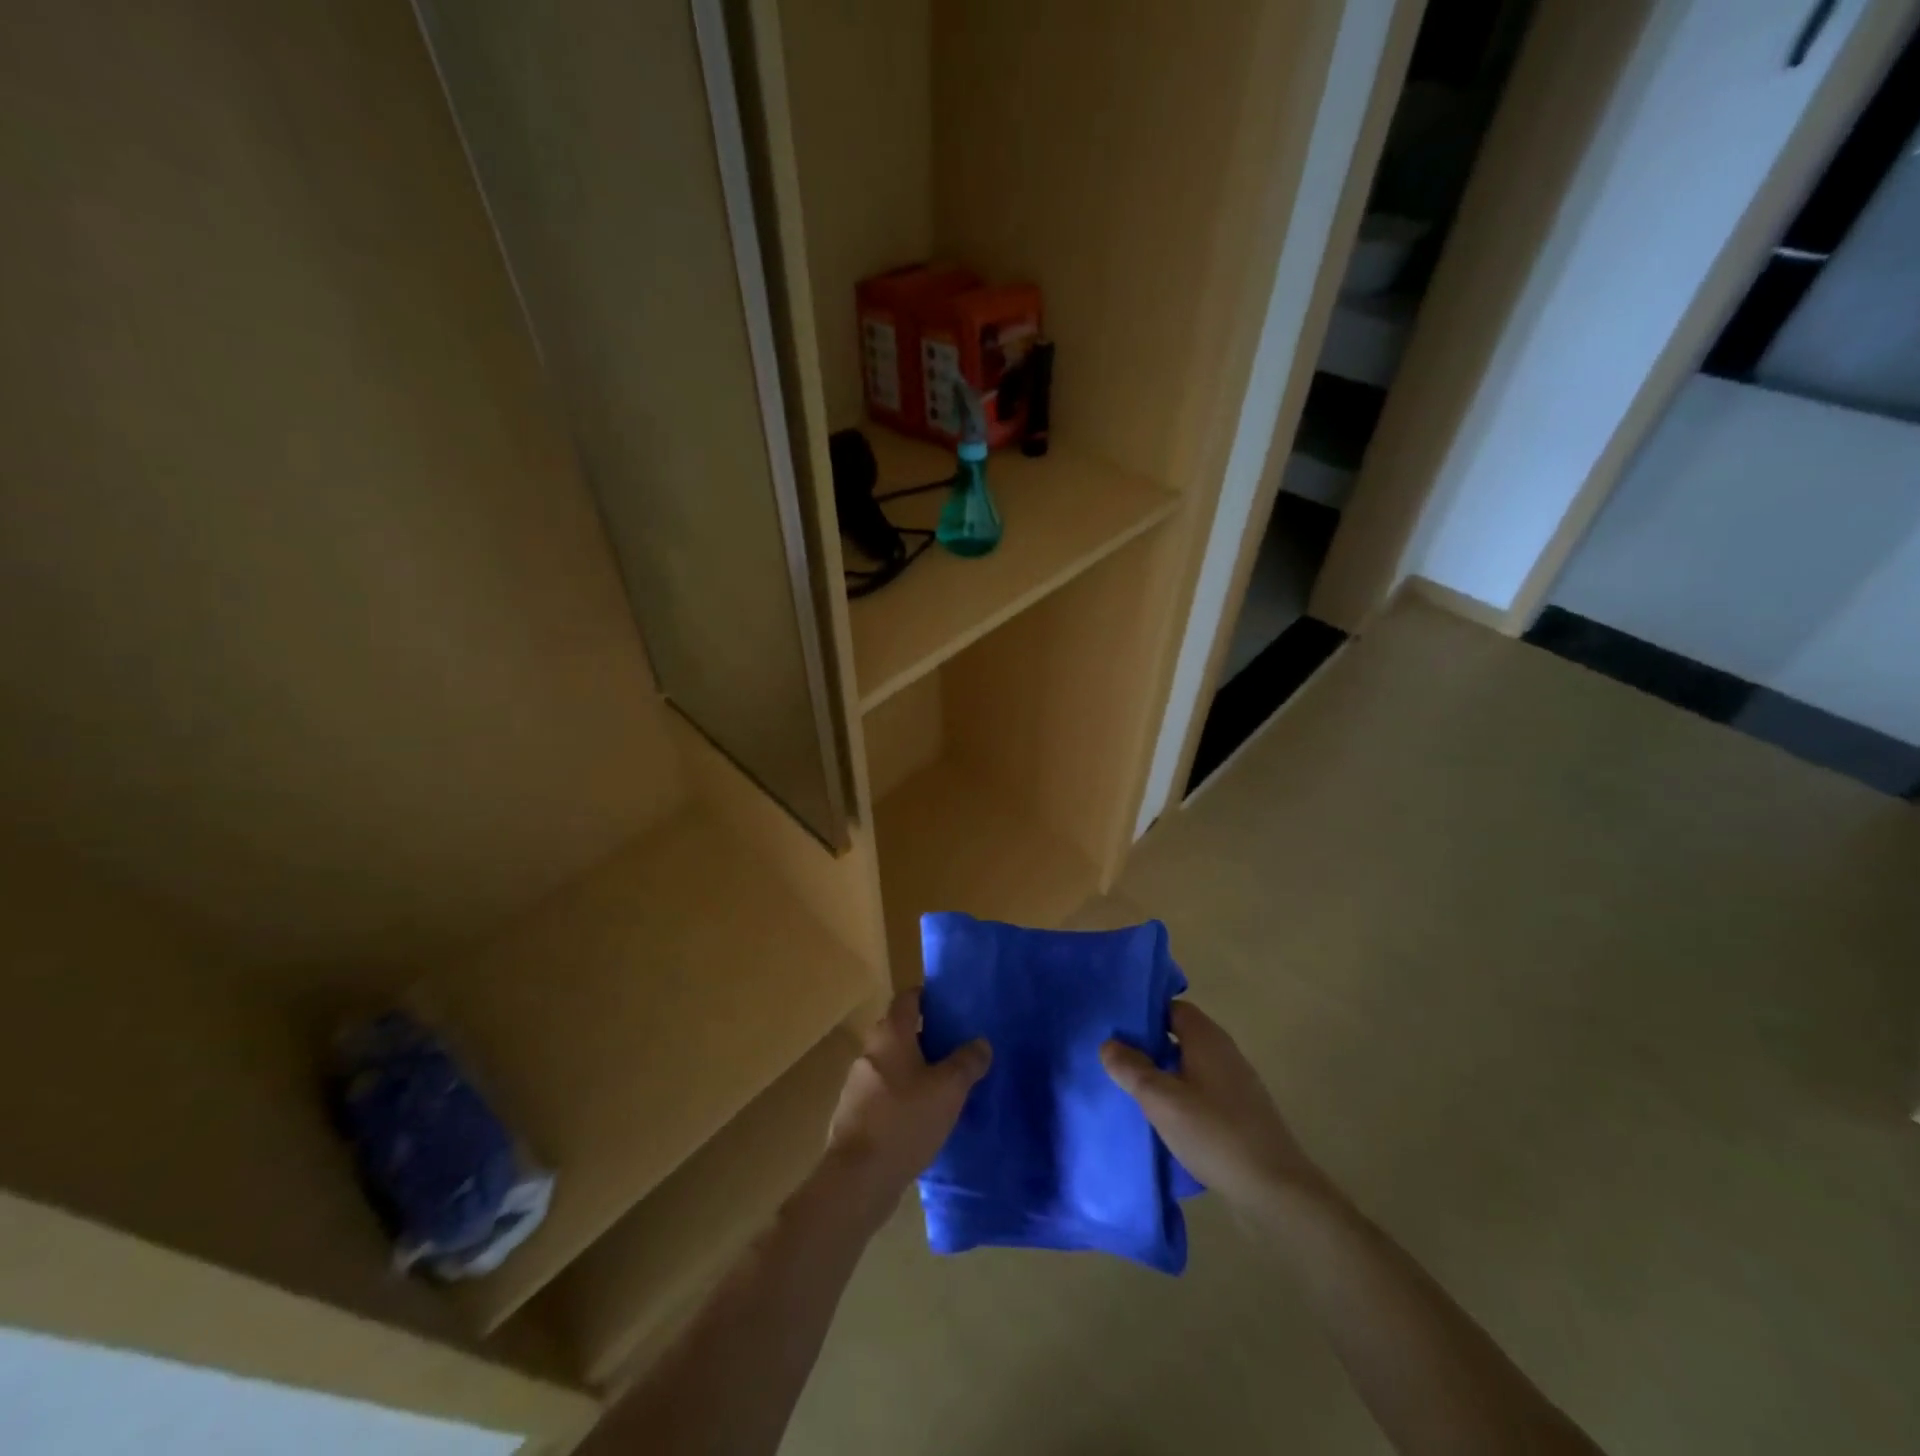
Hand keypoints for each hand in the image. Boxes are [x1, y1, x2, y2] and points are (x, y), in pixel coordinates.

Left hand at [822, 990, 990, 1232]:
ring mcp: (858, 1082)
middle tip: (957, 1048)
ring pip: (893, 1064)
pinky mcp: (855, 1113)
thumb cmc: (905, 1120)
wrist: (858, 1178)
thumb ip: (967, 1062)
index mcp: (891, 1034)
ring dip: (915, 1069)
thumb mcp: (948, 1089)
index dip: (928, 996)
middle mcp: (871, 1050)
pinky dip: (903, 1096)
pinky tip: (923, 1117)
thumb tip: (980, 1042)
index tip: (951, 1005)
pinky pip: (884, 1092)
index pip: (908, 998)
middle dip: (927, 1036)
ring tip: (945, 1085)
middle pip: (900, 1031)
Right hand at [1101, 1000, 1321, 1210]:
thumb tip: (1109, 1044)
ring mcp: (1236, 1082)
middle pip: (1180, 1035)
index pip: (1171, 1007)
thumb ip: (1131, 1068)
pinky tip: (1166, 1119)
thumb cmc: (1214, 1133)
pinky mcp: (1241, 1111)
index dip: (1144, 1013)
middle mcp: (1224, 1051)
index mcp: (1207, 1038)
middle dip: (1149, 1044)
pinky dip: (1182, 1095)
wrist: (1276, 1189)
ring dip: (1164, 1073)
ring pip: (1190, 1064)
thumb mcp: (1161, 1100)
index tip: (1117, 1028)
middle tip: (1117, 1060)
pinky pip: (1202, 1089)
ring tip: (1134, 1090)